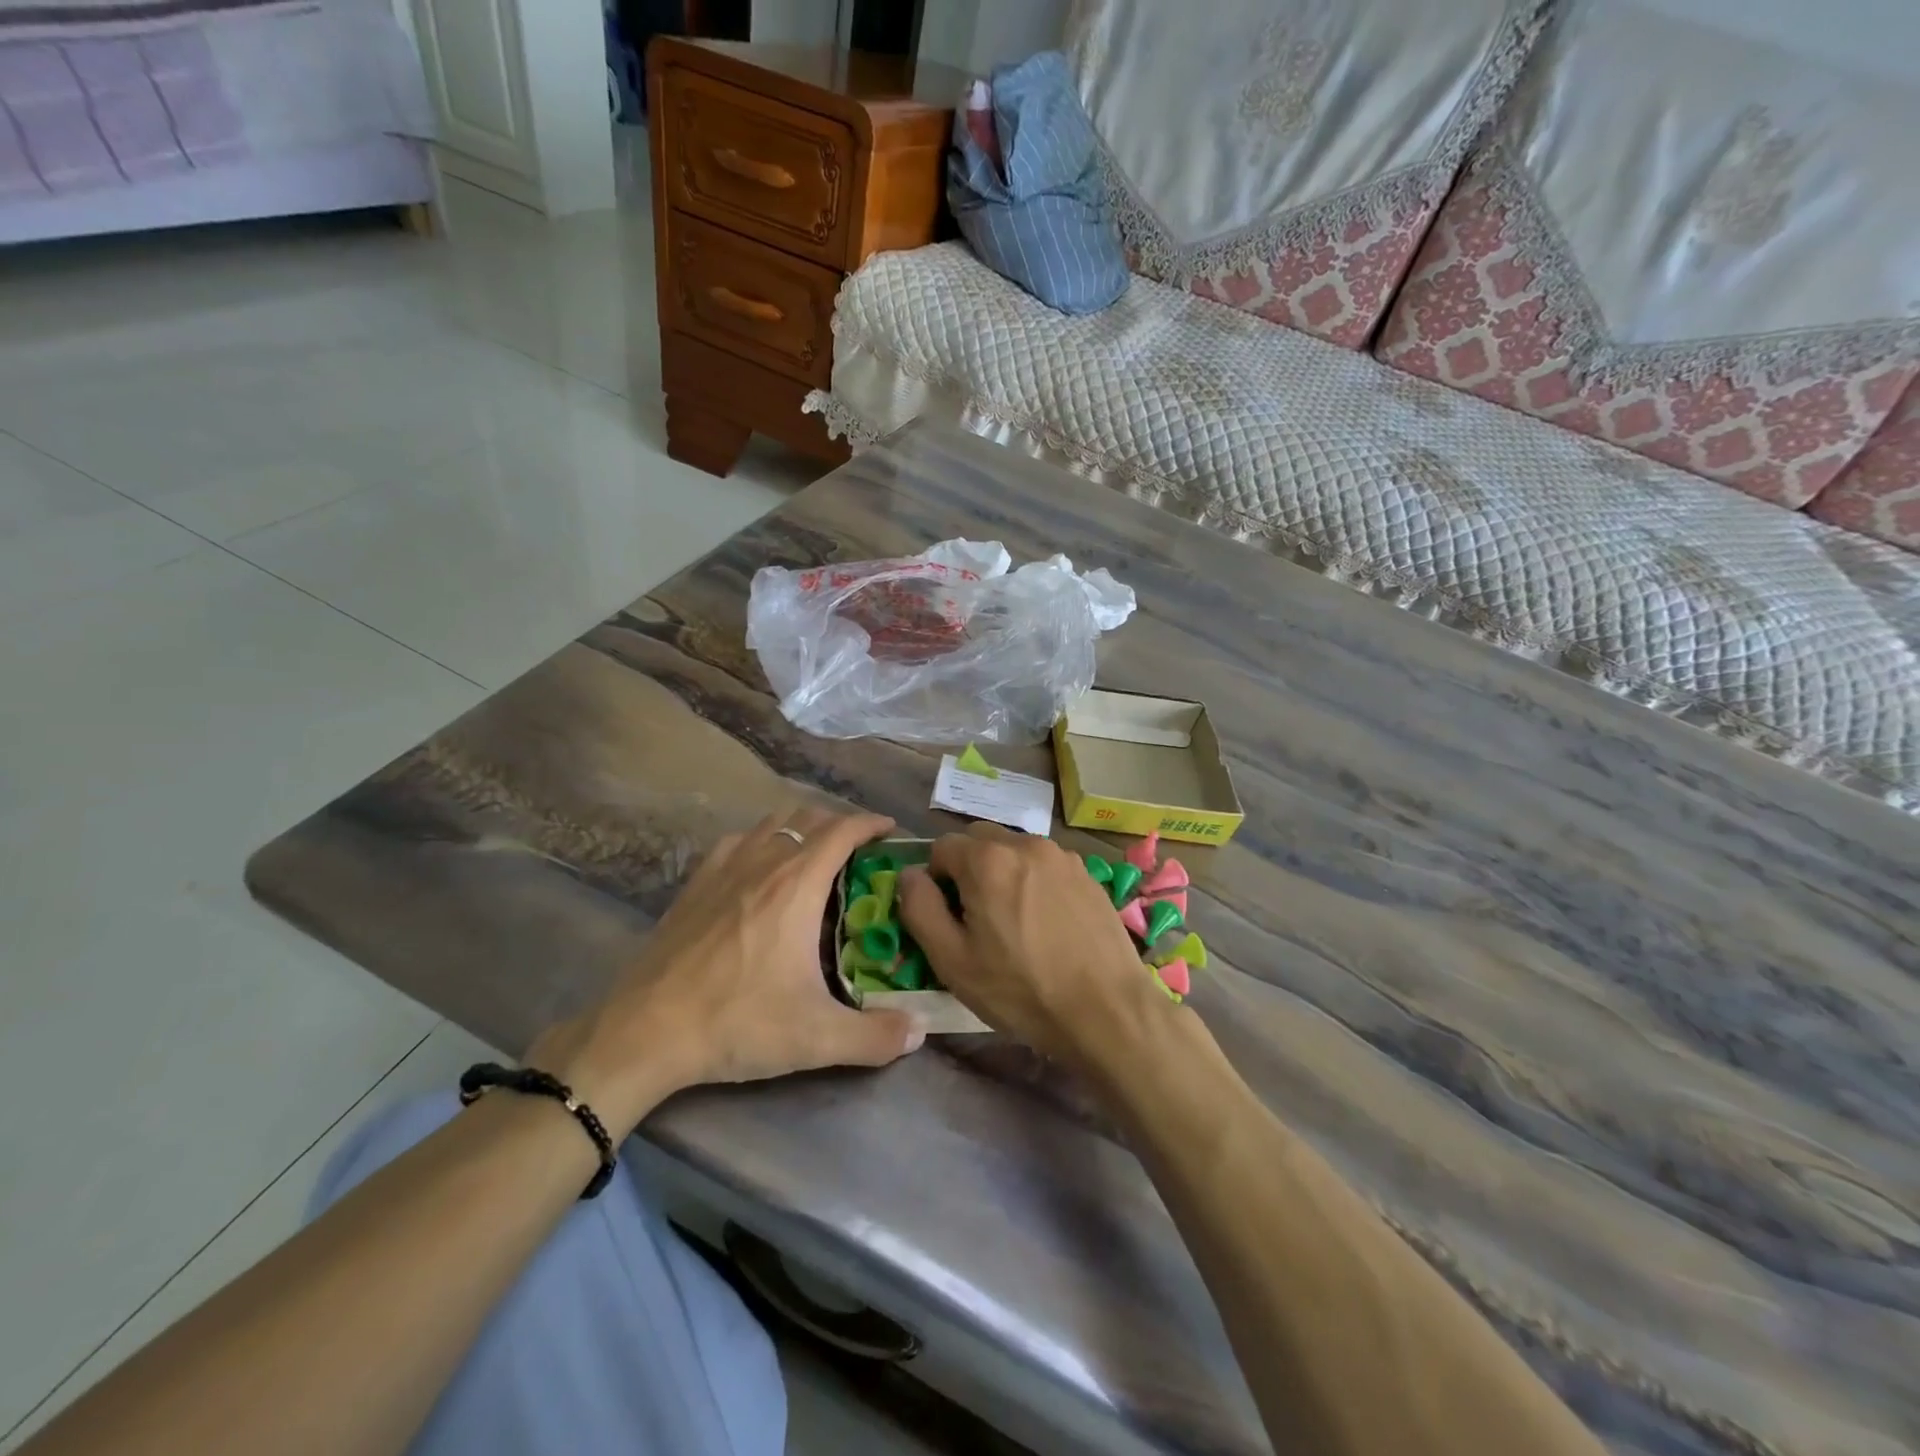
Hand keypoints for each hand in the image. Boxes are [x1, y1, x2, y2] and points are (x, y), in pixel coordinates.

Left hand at [528, 807, 925, 1135]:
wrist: (646, 1031)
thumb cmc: (737, 1022)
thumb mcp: (816, 1038)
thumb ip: (875, 1037)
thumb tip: (918, 1031)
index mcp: (797, 884)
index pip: (842, 830)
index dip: (871, 823)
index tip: (891, 830)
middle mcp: (763, 863)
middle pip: (808, 819)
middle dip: (840, 826)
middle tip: (859, 853)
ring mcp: (723, 869)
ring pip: (771, 825)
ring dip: (800, 830)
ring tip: (814, 857)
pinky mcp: (694, 884)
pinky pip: (736, 842)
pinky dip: (760, 842)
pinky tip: (759, 869)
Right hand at [897, 824, 1170, 1074]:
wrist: (1107, 1010)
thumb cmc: (1021, 990)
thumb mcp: (953, 960)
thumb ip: (920, 909)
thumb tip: (910, 875)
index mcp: (988, 860)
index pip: (942, 847)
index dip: (936, 880)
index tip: (948, 917)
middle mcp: (1026, 844)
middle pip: (980, 841)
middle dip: (969, 870)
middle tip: (976, 918)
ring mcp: (1063, 856)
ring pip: (1015, 851)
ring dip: (1003, 874)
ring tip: (1015, 923)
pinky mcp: (1088, 874)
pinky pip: (1046, 866)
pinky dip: (1035, 883)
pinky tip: (1047, 925)